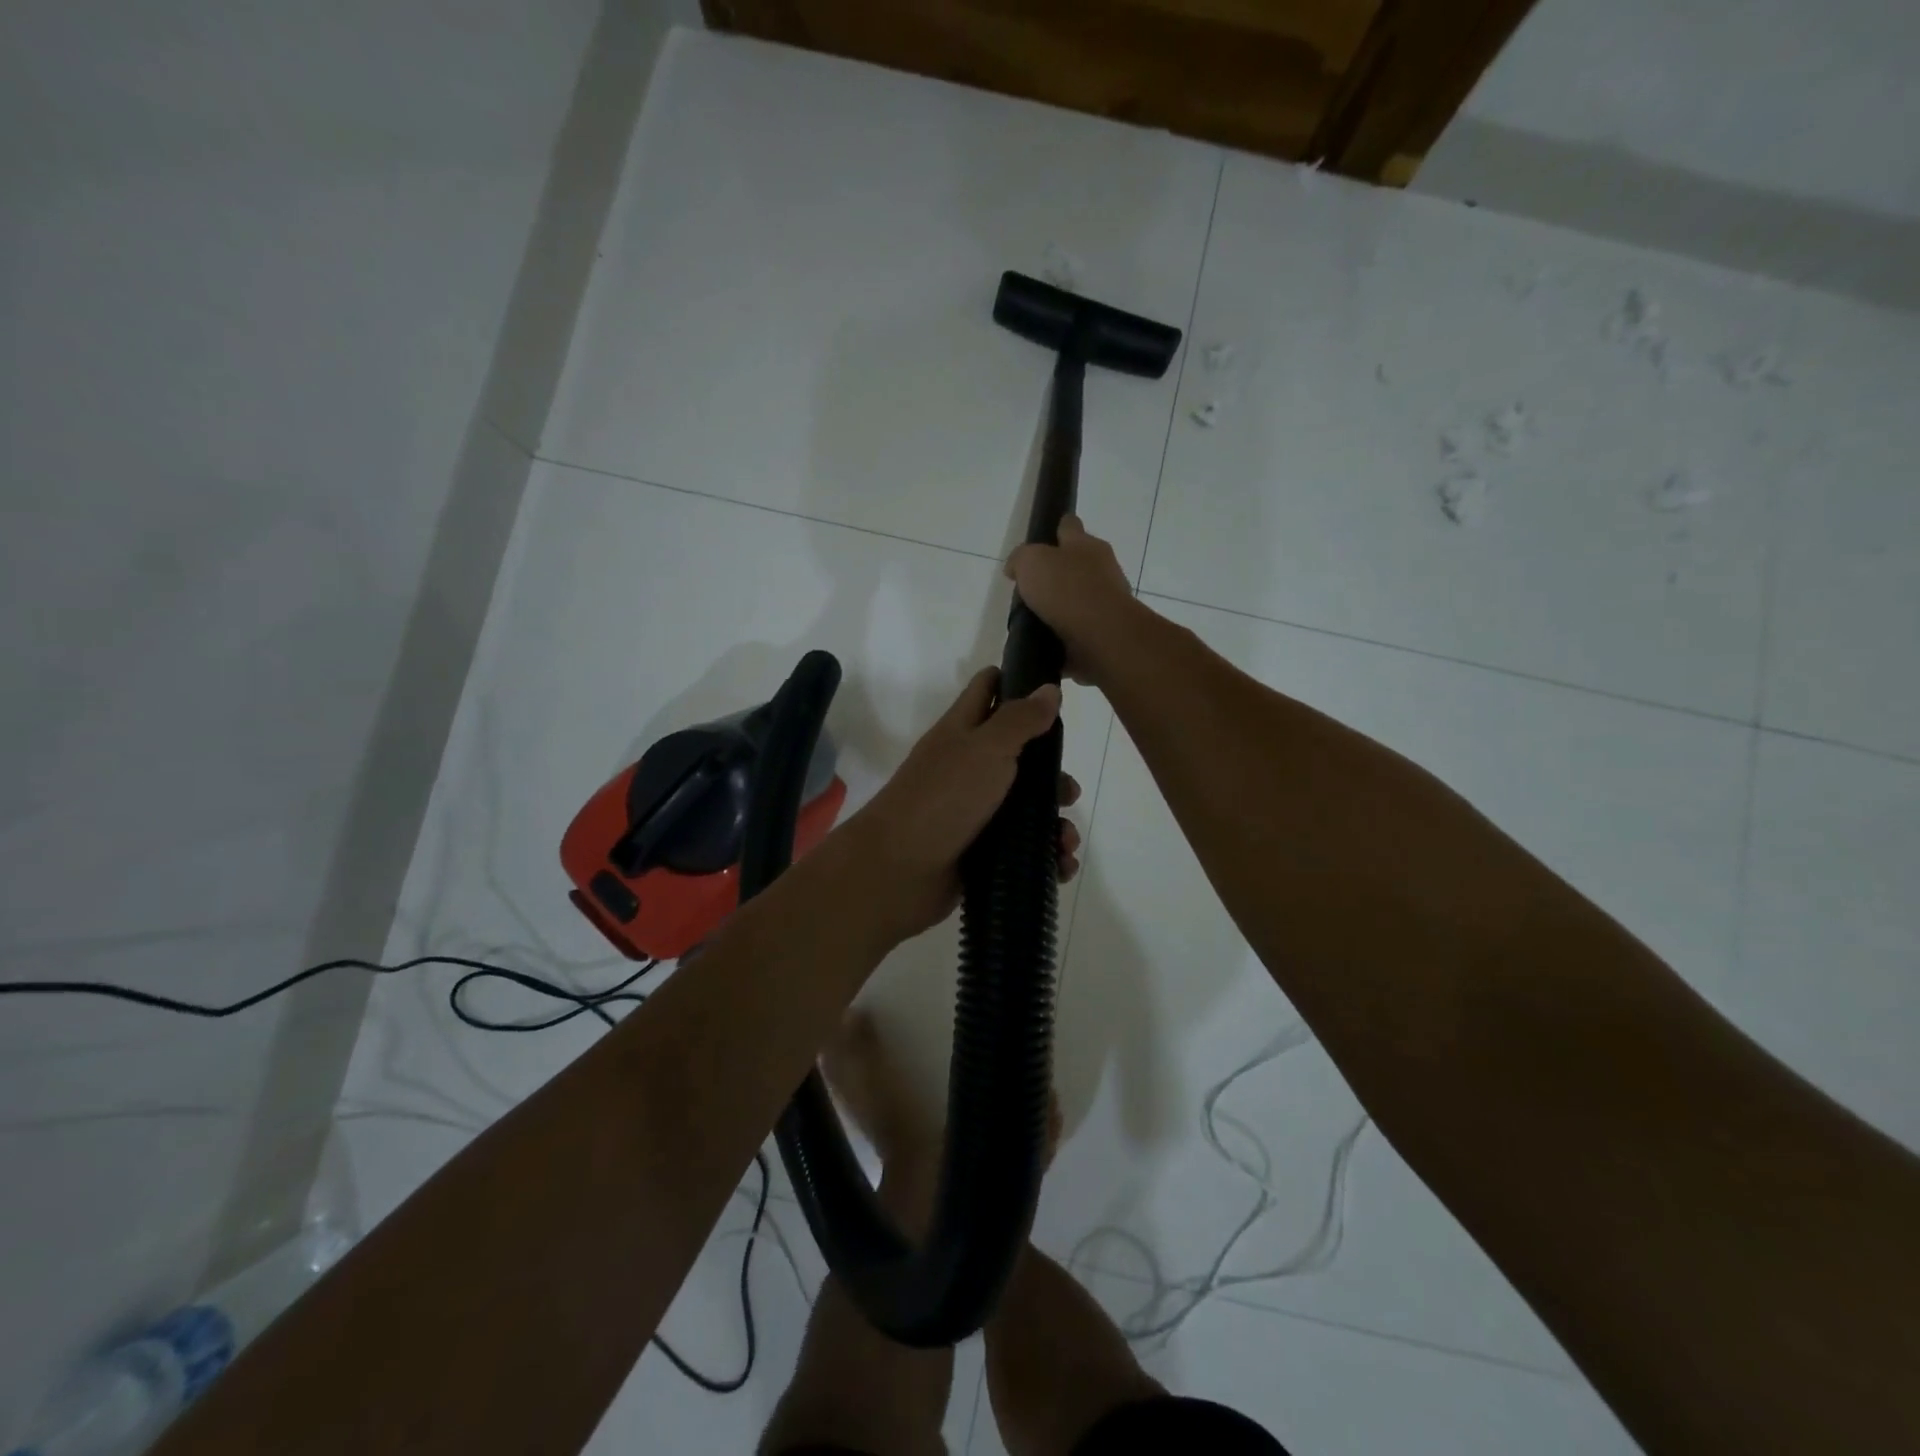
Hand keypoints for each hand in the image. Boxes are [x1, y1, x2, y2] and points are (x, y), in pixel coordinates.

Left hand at [846, 668, 1082, 943]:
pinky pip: (1022, 851)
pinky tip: (1061, 865)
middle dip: (1052, 774)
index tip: (1058, 693)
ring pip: (1026, 810)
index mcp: (963, 732)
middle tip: (1068, 792)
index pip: (989, 690)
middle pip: (1020, 757)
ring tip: (1066, 841)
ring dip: (1054, 824)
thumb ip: (1019, 719)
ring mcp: (974, 812)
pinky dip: (1045, 857)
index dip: (1019, 683)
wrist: (898, 870)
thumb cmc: (943, 798)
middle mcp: (968, 769)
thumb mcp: (985, 748)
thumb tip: (1049, 688)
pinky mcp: (981, 852)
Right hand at [1003, 515, 1144, 687]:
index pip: (1070, 526)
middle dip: (1059, 572)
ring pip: (1081, 597)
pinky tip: (1049, 640)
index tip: (1044, 538)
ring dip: (1064, 606)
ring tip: (1037, 618)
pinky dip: (1068, 632)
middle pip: (1078, 563)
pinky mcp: (1106, 630)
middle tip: (1033, 586)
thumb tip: (1016, 567)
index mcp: (1086, 545)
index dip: (1057, 529)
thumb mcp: (1031, 562)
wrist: (1101, 635)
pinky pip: (1082, 628)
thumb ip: (1021, 559)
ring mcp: (1108, 601)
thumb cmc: (1066, 589)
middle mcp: (1102, 568)